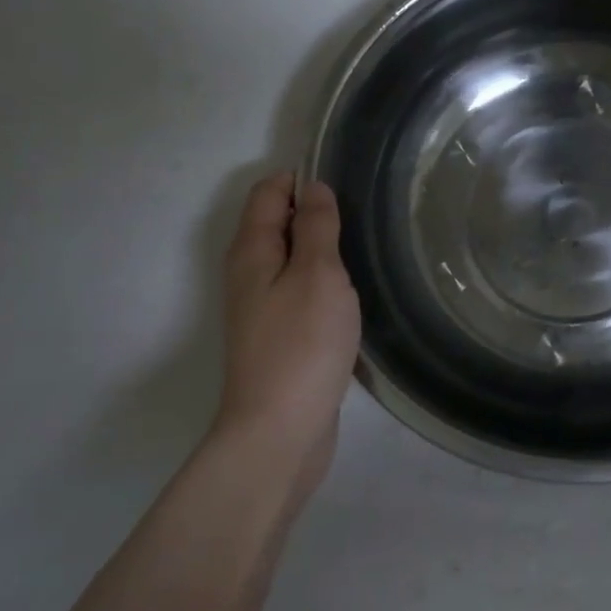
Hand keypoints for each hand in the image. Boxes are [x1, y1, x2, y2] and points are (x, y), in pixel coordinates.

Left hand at [213, 172, 360, 501]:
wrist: (280, 429)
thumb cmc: (301, 344)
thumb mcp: (317, 274)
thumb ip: (315, 227)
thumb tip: (312, 188)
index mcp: (251, 251)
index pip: (268, 193)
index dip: (301, 180)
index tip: (343, 188)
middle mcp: (249, 274)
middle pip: (276, 224)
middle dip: (314, 214)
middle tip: (360, 221)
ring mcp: (261, 309)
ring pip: (290, 260)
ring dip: (320, 251)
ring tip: (362, 254)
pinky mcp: (278, 337)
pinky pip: (299, 292)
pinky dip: (321, 284)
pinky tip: (349, 298)